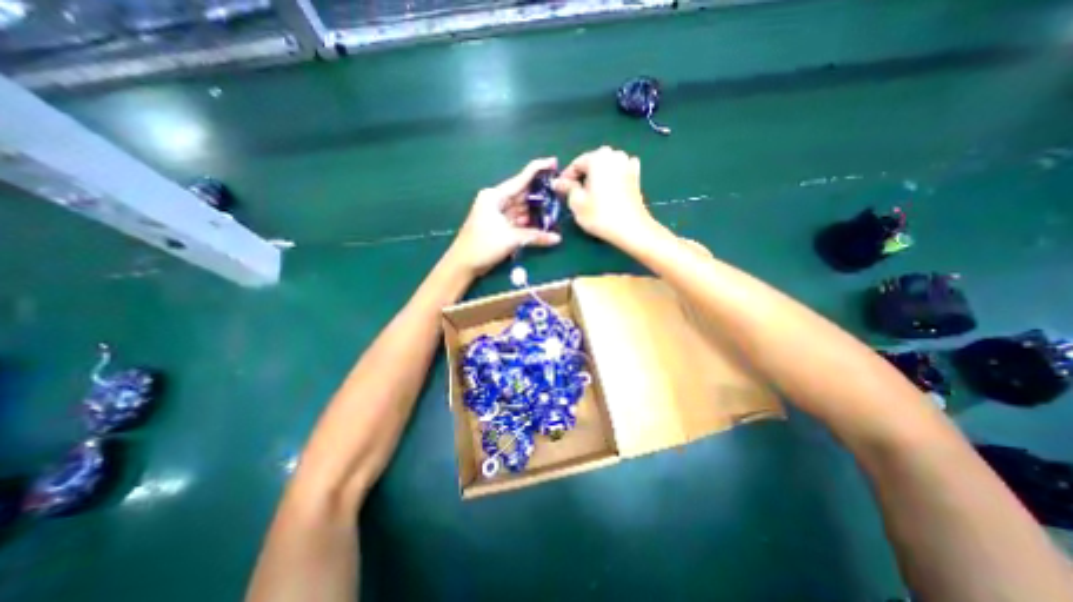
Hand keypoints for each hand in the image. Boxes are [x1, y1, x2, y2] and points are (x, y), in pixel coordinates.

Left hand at [444, 155, 560, 274]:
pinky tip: (542, 223)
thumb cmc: (483, 245)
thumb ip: (535, 236)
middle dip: (540, 195)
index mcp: (495, 196)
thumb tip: (557, 238)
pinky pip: (517, 220)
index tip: (554, 162)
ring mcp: (497, 214)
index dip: (538, 170)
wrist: (463, 264)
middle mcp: (496, 201)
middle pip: (522, 194)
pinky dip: (528, 222)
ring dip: (535, 211)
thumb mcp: (511, 238)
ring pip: (521, 209)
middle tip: (559, 192)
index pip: (520, 179)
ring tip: (555, 209)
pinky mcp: (499, 226)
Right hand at [553, 147, 654, 244]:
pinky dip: (611, 178)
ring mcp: (628, 163)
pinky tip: (608, 190)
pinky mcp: (636, 176)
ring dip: (596, 177)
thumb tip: (558, 182)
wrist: (631, 228)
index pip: (576, 164)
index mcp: (598, 157)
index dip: (566, 177)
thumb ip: (567, 187)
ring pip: (605, 167)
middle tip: (574, 193)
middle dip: (582, 176)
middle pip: (592, 164)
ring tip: (590, 194)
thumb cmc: (600, 215)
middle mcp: (614, 155)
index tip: (560, 190)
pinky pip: (618, 173)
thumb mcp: (576, 202)